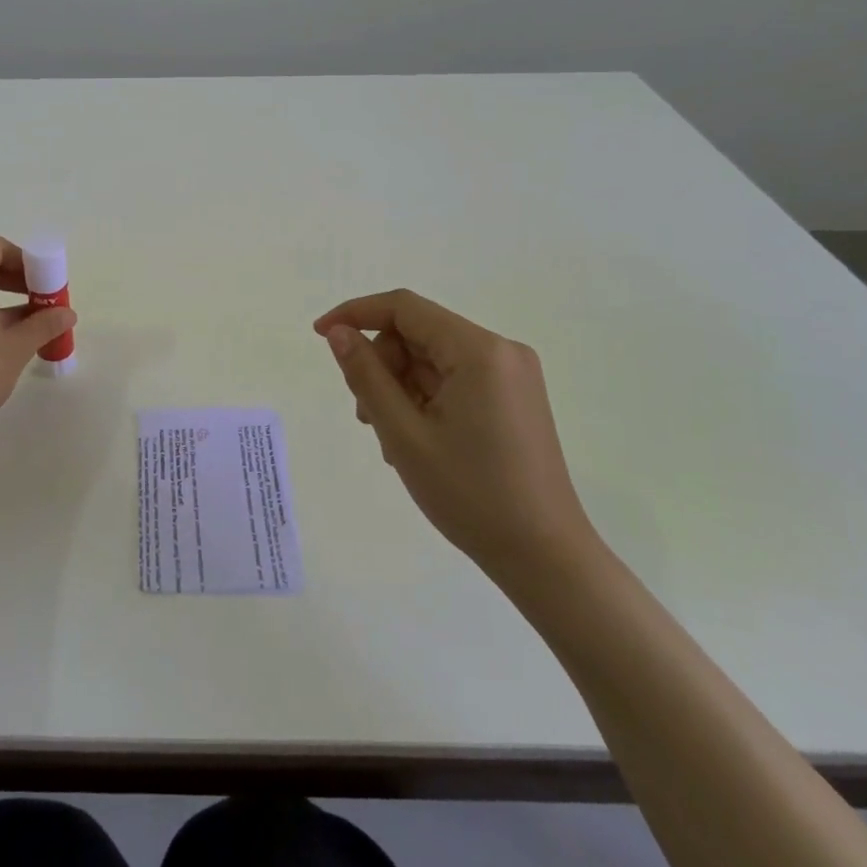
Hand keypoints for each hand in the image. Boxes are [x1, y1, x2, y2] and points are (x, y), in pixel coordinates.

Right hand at [314, 289, 594, 583]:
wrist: (546, 559)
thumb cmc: (471, 495)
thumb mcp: (403, 434)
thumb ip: (366, 375)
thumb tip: (339, 332)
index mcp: (479, 351)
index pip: (404, 308)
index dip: (356, 313)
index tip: (320, 336)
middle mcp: (501, 351)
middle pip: (418, 334)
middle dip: (382, 364)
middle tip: (363, 414)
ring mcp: (512, 375)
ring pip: (432, 359)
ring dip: (399, 387)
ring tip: (389, 439)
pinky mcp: (514, 398)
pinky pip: (454, 379)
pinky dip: (424, 399)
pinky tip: (414, 440)